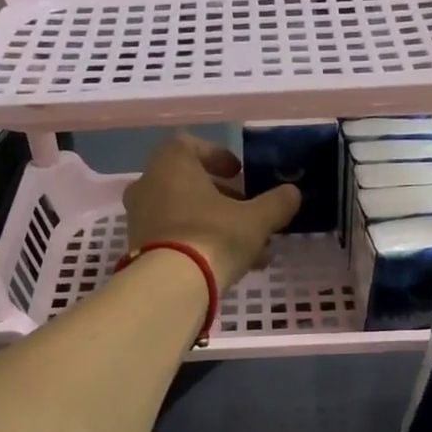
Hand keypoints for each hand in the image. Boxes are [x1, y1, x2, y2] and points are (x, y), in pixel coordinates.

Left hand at [122, 134, 301, 290]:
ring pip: (183, 213)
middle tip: (246, 211)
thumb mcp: (256, 220)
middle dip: (220, 196)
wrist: (170, 286)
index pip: (190, 145)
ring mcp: (140, 219)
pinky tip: (228, 266)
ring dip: (213, 224)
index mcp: (171, 164)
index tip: (238, 173)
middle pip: (188, 182)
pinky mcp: (139, 249)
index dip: (217, 156)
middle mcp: (149, 185)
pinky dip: (198, 244)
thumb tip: (292, 193)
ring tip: (246, 246)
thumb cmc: (213, 236)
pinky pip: (173, 238)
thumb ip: (276, 203)